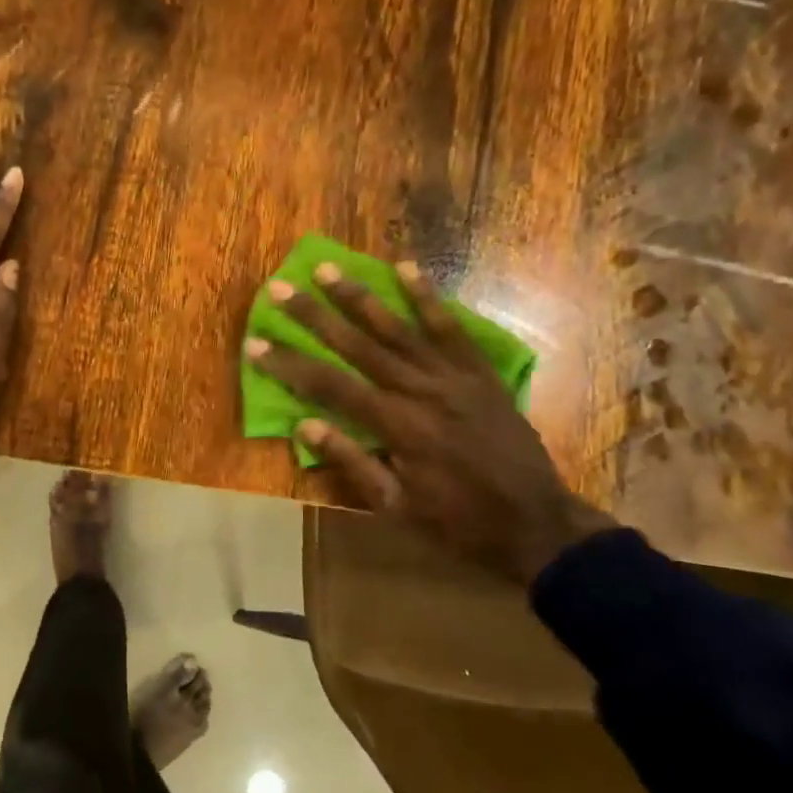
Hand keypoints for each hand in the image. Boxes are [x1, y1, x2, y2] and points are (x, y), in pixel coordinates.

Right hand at [244, 262, 615, 584]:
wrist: (536, 523)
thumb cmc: (457, 523)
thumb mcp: (396, 507)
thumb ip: (352, 462)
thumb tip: (305, 426)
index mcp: (397, 426)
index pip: (330, 386)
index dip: (289, 364)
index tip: (256, 343)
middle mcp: (421, 390)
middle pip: (357, 345)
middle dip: (314, 315)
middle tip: (279, 287)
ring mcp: (454, 377)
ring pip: (398, 328)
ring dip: (360, 296)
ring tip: (328, 269)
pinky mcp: (479, 373)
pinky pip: (450, 328)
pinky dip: (427, 298)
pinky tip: (406, 268)